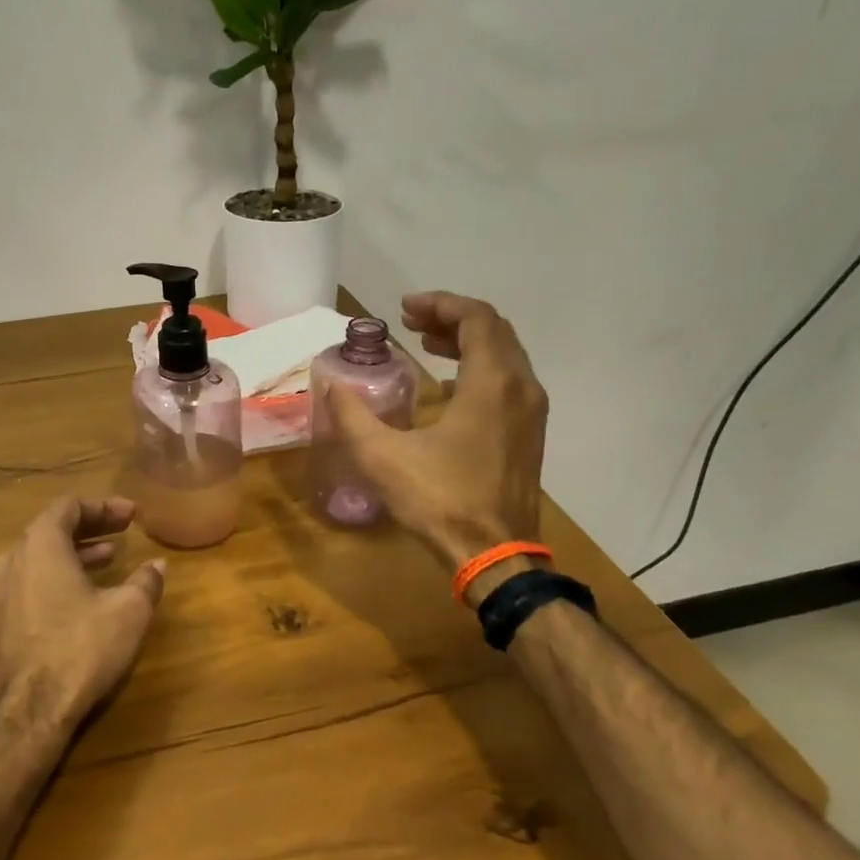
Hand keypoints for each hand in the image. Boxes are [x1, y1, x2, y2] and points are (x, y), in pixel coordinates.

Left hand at [0, 496, 166, 731]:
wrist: (26, 714)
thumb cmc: (80, 649)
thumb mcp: (128, 611)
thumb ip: (145, 581)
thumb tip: (157, 565)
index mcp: (40, 545)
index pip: (69, 506)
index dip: (103, 506)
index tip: (132, 514)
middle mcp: (12, 559)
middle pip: (51, 528)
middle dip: (90, 526)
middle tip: (123, 530)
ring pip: (39, 557)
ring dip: (75, 552)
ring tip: (108, 559)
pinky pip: (29, 581)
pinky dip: (57, 576)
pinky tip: (82, 596)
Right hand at [323, 292, 547, 568]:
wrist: (495, 556)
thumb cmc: (440, 500)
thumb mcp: (382, 456)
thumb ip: (351, 415)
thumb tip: (328, 385)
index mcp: (492, 383)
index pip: (476, 318)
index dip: (440, 304)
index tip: (404, 308)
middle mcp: (521, 387)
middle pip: (493, 330)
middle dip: (451, 319)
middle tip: (411, 323)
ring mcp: (531, 412)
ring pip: (505, 354)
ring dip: (467, 341)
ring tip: (426, 344)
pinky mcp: (530, 434)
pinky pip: (509, 379)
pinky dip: (480, 366)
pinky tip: (448, 384)